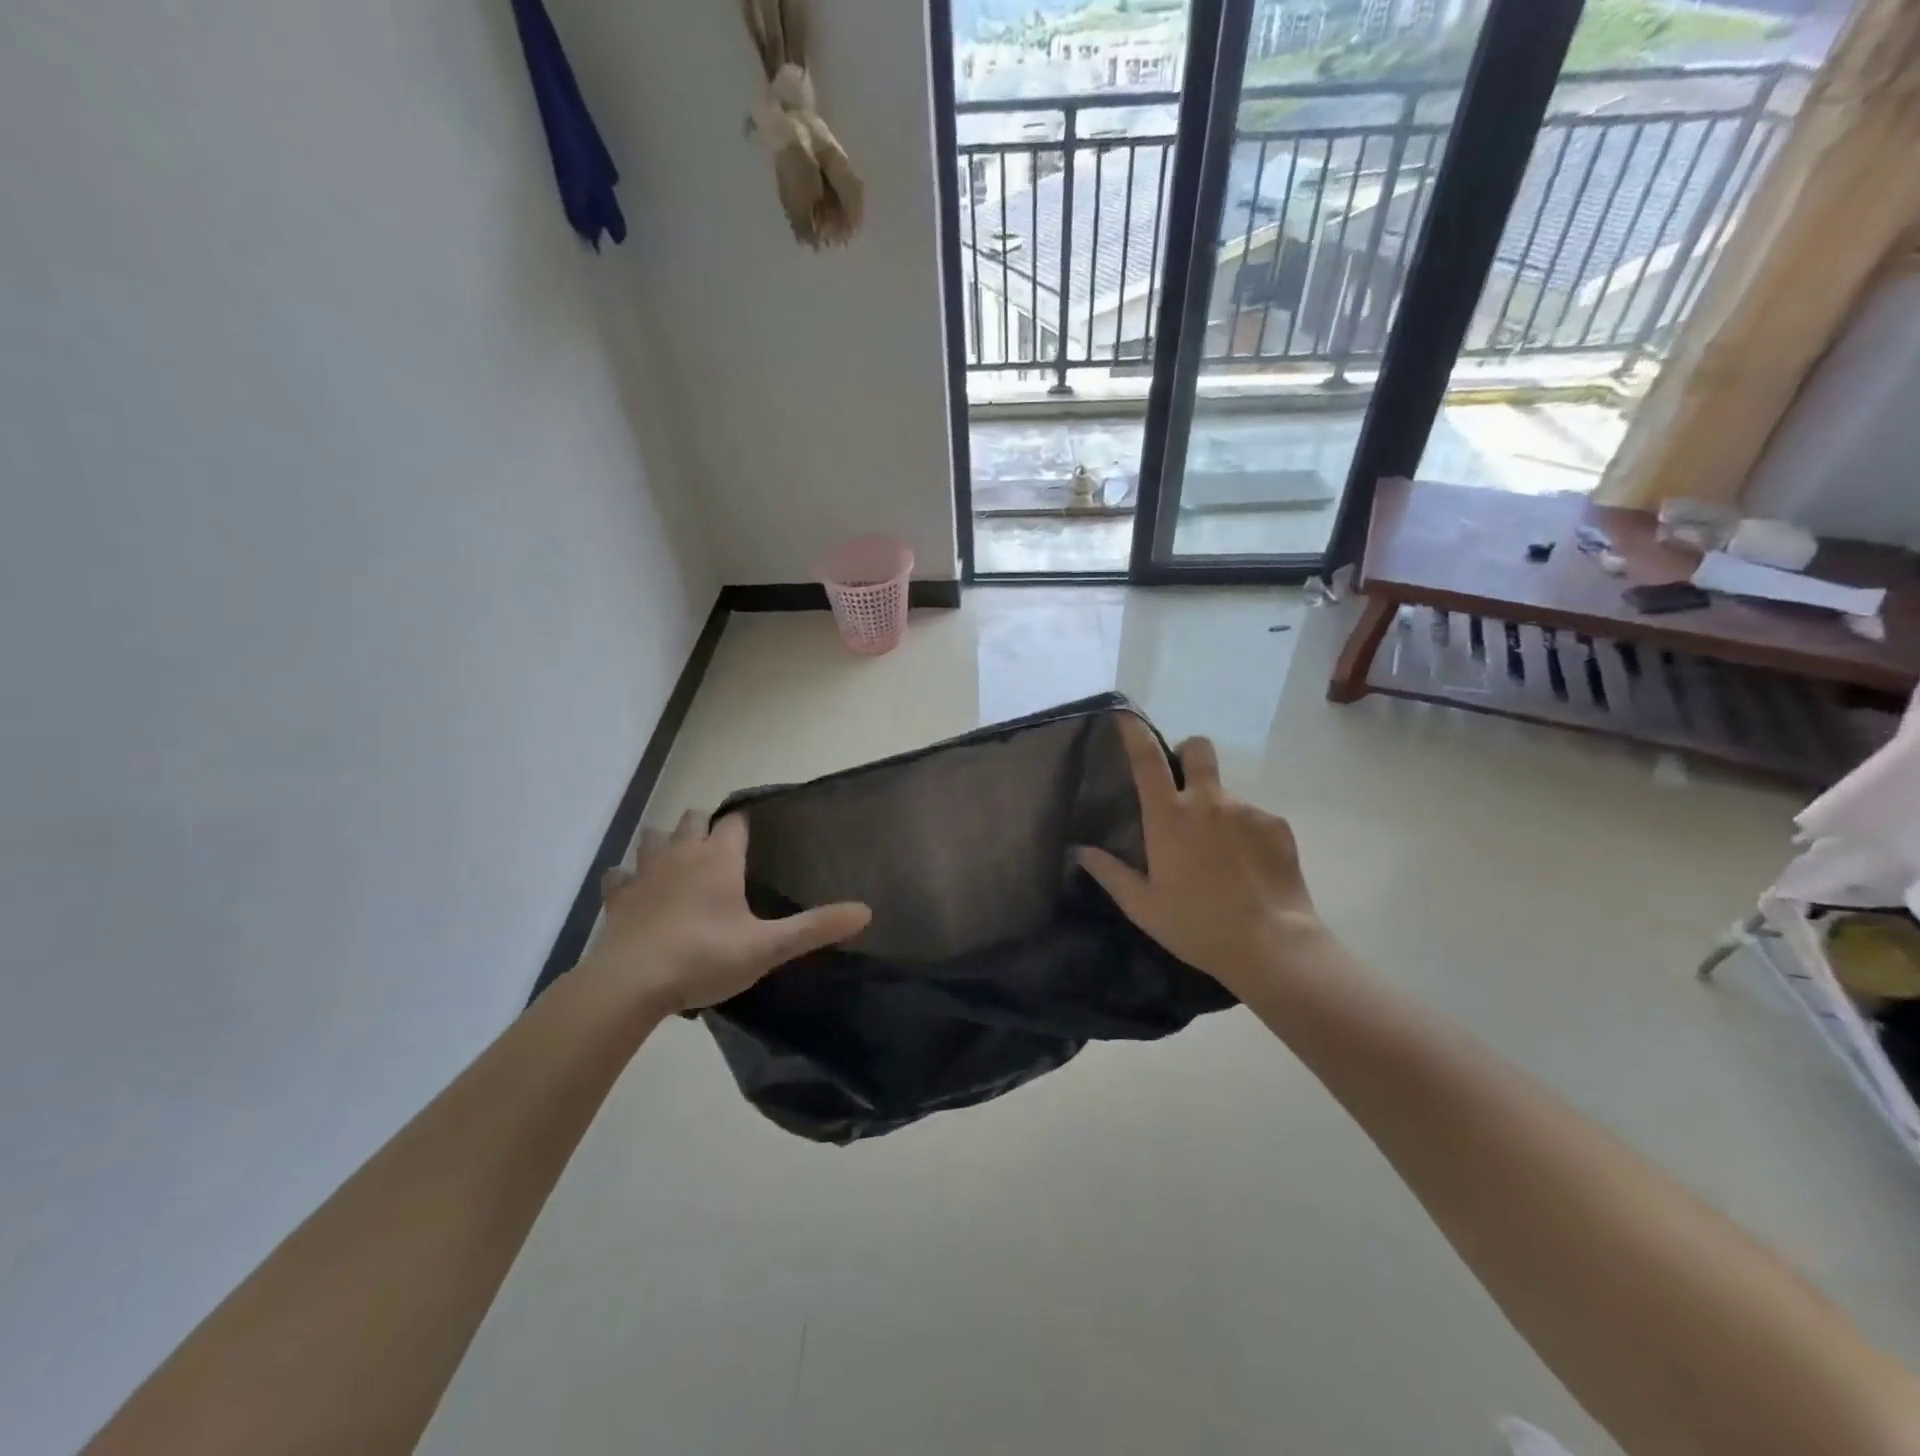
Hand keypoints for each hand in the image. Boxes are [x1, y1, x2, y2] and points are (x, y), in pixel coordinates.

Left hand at [580, 811, 870, 1014]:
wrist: (633, 982)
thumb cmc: (706, 956)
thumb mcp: (768, 946)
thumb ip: (815, 928)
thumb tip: (866, 911)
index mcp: (719, 859)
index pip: (735, 822)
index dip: (744, 825)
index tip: (753, 835)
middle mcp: (682, 854)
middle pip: (691, 819)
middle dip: (703, 825)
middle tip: (717, 848)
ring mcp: (645, 873)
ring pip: (653, 837)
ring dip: (664, 841)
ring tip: (676, 859)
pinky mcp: (618, 897)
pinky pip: (619, 875)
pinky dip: (627, 877)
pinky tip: (634, 890)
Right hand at [1076, 715, 1327, 996]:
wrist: (1271, 945)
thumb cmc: (1197, 925)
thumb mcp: (1144, 905)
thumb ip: (1110, 873)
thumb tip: (1078, 851)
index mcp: (1169, 817)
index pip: (1147, 760)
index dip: (1135, 732)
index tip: (1127, 716)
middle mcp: (1208, 801)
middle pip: (1197, 748)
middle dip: (1188, 753)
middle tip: (1185, 786)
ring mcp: (1246, 810)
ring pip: (1226, 792)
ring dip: (1218, 810)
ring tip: (1221, 856)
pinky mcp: (1276, 825)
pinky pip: (1255, 818)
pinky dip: (1247, 834)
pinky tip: (1248, 868)